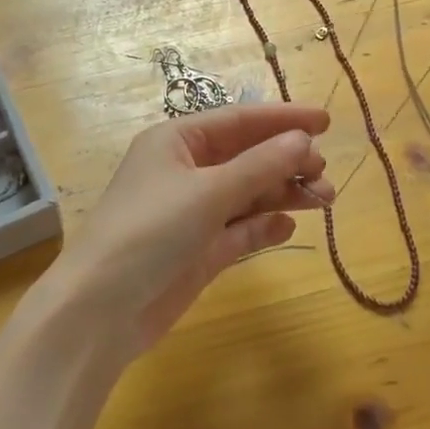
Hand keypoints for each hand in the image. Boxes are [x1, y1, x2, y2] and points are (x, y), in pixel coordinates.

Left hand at [36, 104, 334, 359]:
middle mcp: (184, 170)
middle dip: (286, 160)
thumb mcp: (208, 192)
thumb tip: (303, 139)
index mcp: (176, 141)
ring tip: (324, 199)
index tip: (327, 121)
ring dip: (282, 193)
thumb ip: (259, 165)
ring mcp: (191, 212)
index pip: (238, 120)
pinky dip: (263, 225)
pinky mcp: (198, 250)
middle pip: (245, 156)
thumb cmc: (151, 231)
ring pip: (246, 194)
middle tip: (324, 173)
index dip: (282, 119)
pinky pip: (238, 230)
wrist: (102, 309)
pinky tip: (288, 226)